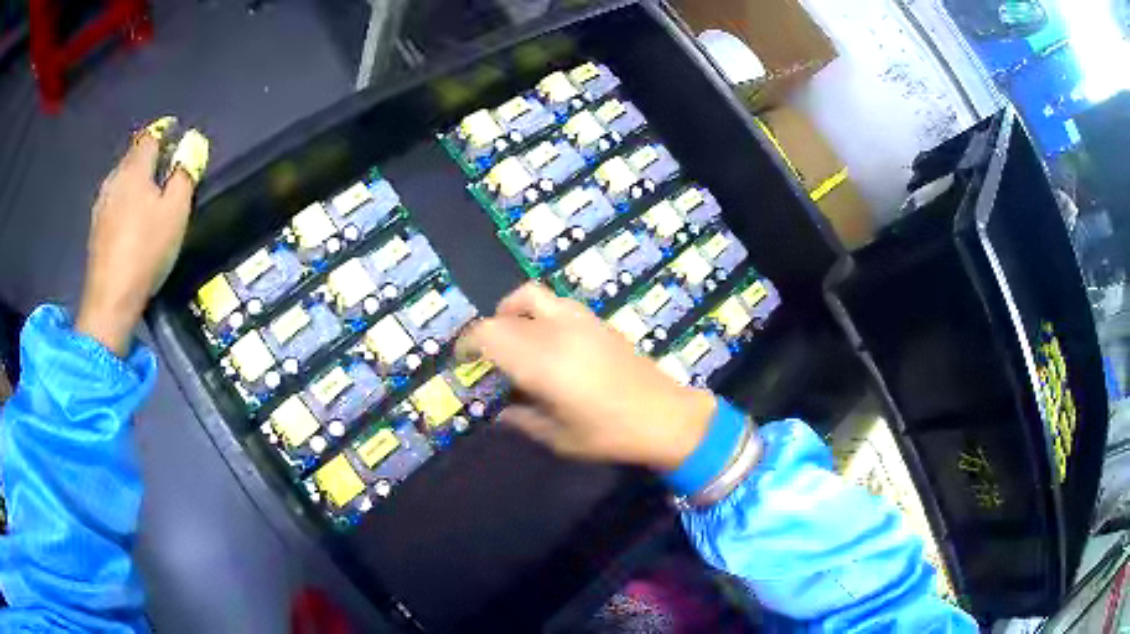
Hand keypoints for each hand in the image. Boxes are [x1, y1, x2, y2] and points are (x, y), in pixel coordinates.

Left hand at [77, 122, 207, 355]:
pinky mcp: (95, 227)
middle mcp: (115, 178)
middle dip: (151, 157)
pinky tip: (131, 219)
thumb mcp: (176, 211)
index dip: (166, 132)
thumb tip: (190, 148)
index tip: (177, 137)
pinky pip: (114, 200)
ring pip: (122, 179)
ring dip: (136, 180)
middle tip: (167, 170)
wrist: (110, 299)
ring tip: (150, 197)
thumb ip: (184, 174)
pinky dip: (125, 200)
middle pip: (134, 156)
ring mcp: (101, 203)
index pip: (151, 135)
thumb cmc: (146, 250)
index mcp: (135, 168)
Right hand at [458, 283, 715, 471]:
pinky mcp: (597, 320)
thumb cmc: (609, 434)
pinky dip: (538, 312)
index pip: (489, 335)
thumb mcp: (558, 437)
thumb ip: (522, 420)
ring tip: (513, 339)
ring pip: (531, 296)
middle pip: (505, 314)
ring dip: (512, 312)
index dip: (468, 344)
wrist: (665, 416)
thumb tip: (500, 412)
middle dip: (486, 332)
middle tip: (484, 356)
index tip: (462, 360)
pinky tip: (547, 341)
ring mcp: (580, 320)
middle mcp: (557, 332)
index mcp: (542, 362)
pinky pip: (556, 303)